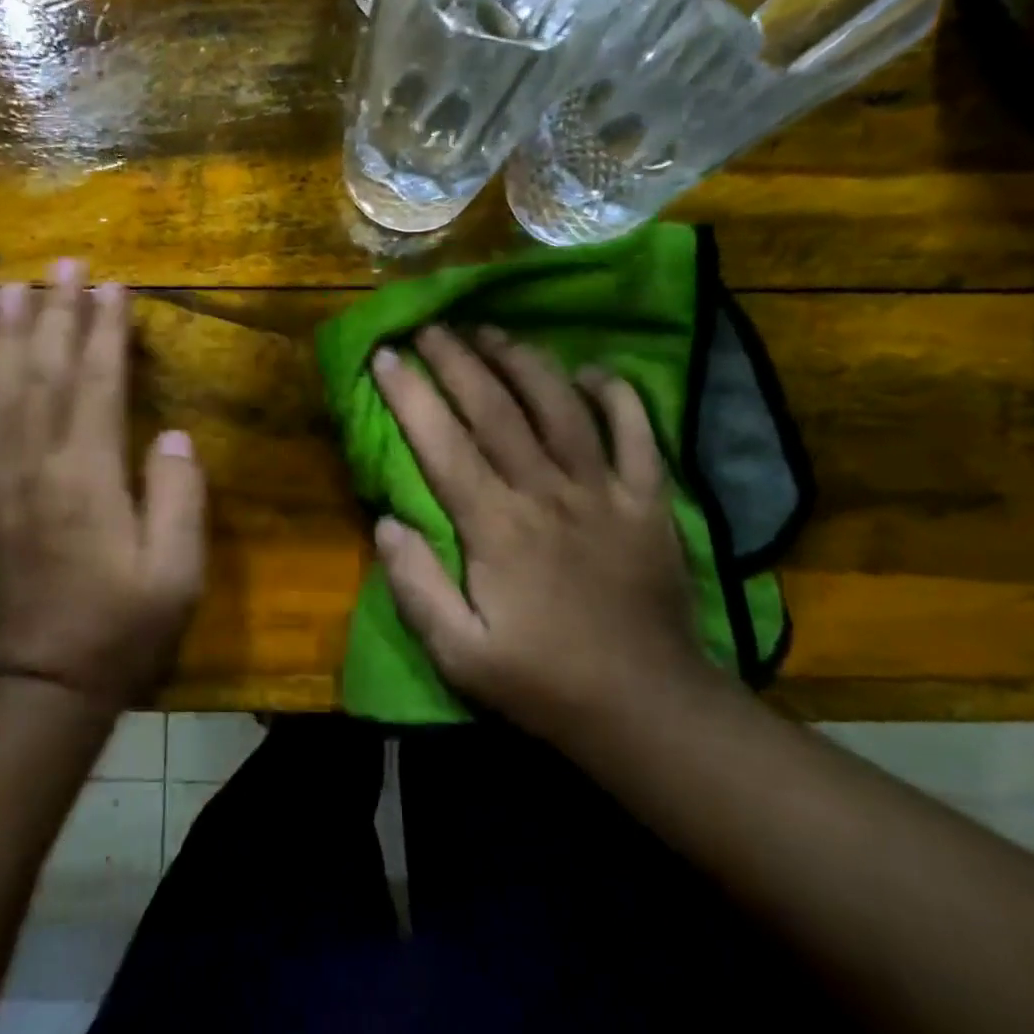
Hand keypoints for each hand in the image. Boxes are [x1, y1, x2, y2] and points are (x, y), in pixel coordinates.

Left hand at [0, 260, 205, 707]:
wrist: (32, 689)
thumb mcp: (174, 576)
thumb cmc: (116, 633)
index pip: (96, 382)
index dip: (103, 329)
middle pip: (41, 372)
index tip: (111, 285)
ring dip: (4, 336)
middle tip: (62, 264)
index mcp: (88, 477)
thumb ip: (177, 499)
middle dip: (54, 313)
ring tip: (11, 289)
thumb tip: (170, 437)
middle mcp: (33, 466)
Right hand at [371, 326, 707, 741]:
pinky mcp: (649, 500)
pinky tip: (593, 372)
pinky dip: (616, 395)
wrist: (647, 708)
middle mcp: (548, 493)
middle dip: (458, 360)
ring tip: (492, 331)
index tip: (385, 354)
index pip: (442, 444)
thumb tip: (386, 522)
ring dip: (523, 361)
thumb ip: (416, 586)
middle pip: (497, 408)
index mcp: (496, 527)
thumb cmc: (543, 682)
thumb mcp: (459, 654)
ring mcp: (604, 491)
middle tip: (430, 325)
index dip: (409, 394)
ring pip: (560, 406)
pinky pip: (637, 432)